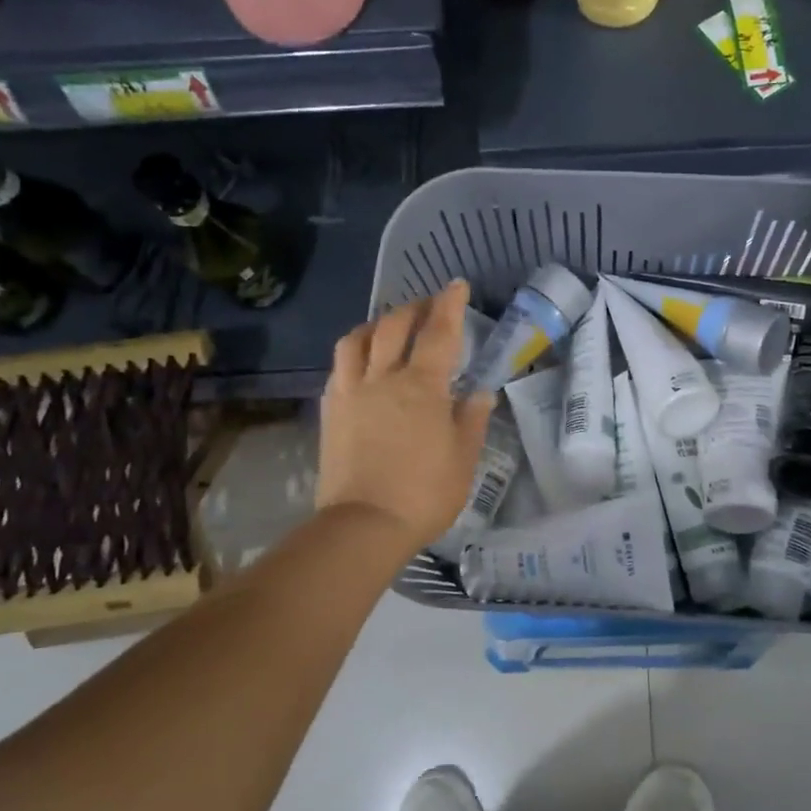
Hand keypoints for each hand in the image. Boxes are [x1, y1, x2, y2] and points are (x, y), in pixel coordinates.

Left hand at [317, 279, 495, 555]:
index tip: (456, 285)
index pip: (438, 333)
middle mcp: (383, 378)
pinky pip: (340, 367)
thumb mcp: (463, 459)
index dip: (449, 305)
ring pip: (357, 339)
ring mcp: (351, 392)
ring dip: (377, 324)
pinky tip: (361, 362)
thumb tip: (480, 393)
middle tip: (428, 305)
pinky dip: (354, 353)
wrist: (364, 525)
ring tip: (389, 327)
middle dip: (414, 307)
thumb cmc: (424, 493)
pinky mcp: (331, 411)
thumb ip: (472, 420)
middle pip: (394, 326)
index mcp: (422, 386)